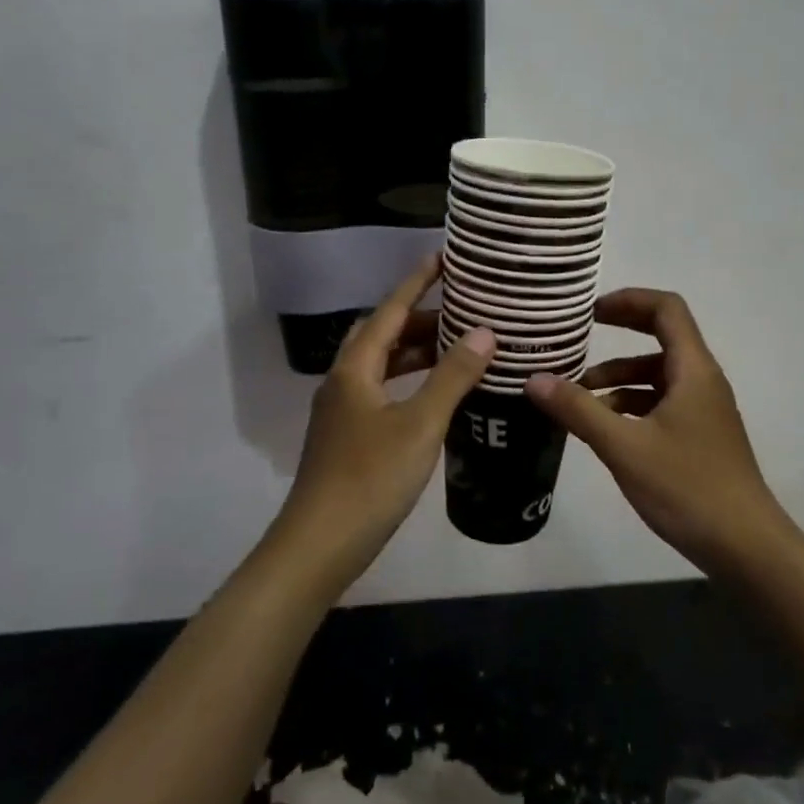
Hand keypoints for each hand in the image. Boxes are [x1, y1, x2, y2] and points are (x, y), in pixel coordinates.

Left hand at [267, 255, 494, 591]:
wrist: (319, 546)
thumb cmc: (370, 478)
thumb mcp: (420, 424)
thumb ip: (452, 376)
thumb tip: (484, 332)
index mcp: (354, 369)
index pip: (389, 310)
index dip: (416, 282)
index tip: (443, 258)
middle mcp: (343, 382)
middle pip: (382, 335)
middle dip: (419, 318)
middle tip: (460, 310)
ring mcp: (341, 412)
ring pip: (381, 366)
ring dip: (415, 352)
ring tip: (456, 348)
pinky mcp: (347, 438)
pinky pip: (382, 392)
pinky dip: (409, 382)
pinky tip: (435, 397)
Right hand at [524, 289, 796, 573]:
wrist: (745, 546)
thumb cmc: (686, 487)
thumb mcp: (624, 447)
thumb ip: (578, 410)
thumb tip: (534, 379)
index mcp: (693, 370)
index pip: (666, 309)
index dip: (629, 300)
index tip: (590, 311)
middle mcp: (702, 380)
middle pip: (662, 338)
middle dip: (619, 336)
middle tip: (578, 339)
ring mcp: (704, 410)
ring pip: (658, 376)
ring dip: (620, 378)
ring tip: (578, 398)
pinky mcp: (700, 436)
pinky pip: (662, 403)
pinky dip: (632, 405)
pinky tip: (604, 429)